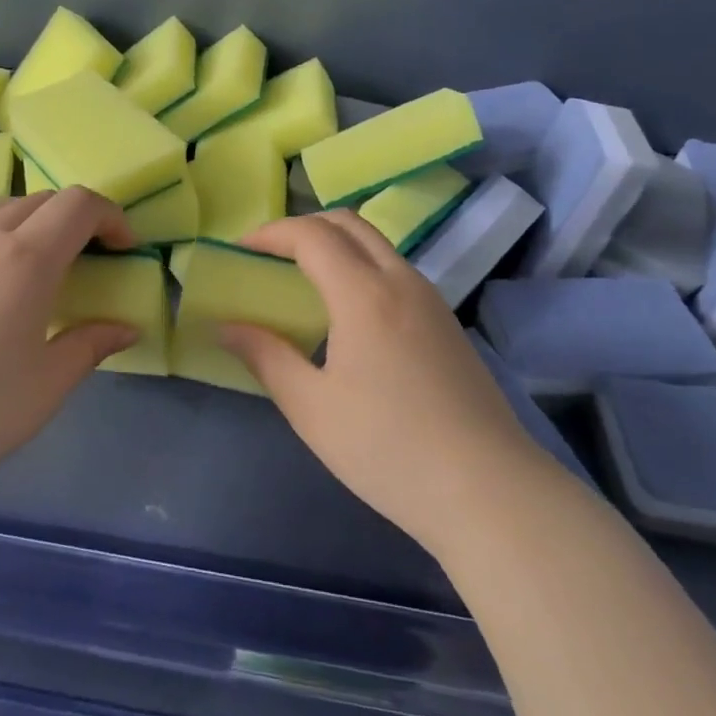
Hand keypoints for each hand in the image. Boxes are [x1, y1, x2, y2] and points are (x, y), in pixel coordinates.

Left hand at [0, 187, 139, 510]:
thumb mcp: (46, 386)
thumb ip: (92, 345)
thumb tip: (126, 328)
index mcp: (26, 258)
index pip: (79, 204)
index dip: (110, 215)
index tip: (124, 247)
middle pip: (40, 200)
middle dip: (74, 219)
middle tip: (87, 260)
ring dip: (31, 223)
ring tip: (36, 270)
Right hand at [218, 212, 563, 563]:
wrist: (489, 491)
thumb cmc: (388, 448)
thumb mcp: (312, 408)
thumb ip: (266, 357)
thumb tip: (225, 327)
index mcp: (364, 293)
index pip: (311, 235)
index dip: (270, 233)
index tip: (239, 249)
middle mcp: (400, 281)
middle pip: (348, 223)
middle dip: (302, 227)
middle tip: (269, 255)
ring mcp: (430, 300)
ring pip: (376, 245)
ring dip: (335, 244)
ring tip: (302, 280)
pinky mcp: (447, 323)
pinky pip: (395, 270)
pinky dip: (360, 266)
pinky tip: (347, 313)